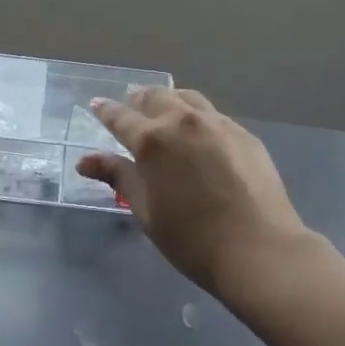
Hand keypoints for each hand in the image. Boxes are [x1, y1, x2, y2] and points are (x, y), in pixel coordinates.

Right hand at [77, 87, 313, 298]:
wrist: (258, 248)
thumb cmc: (192, 239)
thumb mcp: (146, 210)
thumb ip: (118, 177)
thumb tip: (85, 160)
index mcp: (153, 140)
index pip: (121, 117)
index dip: (106, 111)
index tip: (96, 103)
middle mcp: (183, 121)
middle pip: (156, 97)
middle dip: (138, 99)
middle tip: (130, 103)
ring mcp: (218, 123)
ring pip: (187, 97)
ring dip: (169, 99)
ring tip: (163, 107)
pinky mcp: (244, 133)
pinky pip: (213, 114)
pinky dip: (197, 114)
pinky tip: (198, 130)